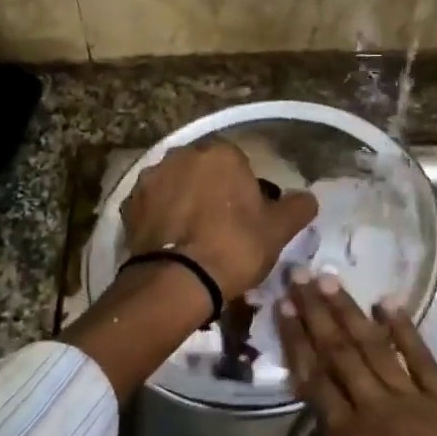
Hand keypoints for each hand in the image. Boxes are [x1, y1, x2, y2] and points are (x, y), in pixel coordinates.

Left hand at [121, 141, 318, 299]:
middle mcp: (182, 155)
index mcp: (221, 154)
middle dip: (212, 192)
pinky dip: (162, 218)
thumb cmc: (235, 247)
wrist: (178, 281)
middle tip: (222, 228)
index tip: (247, 219)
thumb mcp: (279, 230)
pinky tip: (172, 244)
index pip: (239, 165)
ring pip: (177, 186)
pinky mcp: (129, 204)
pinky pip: (153, 206)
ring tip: (193, 238)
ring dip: (184, 202)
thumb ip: (298, 207)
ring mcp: (151, 178)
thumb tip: (307, 198)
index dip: (245, 192)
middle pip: (204, 172)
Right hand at [240, 275, 436, 435]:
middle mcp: (379, 410)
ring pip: (375, 348)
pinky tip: (389, 303)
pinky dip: (405, 329)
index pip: (315, 380)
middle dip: (318, 312)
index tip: (283, 306)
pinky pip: (423, 358)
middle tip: (300, 274)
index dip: (297, 341)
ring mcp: (417, 402)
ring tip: (331, 279)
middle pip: (342, 353)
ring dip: (352, 312)